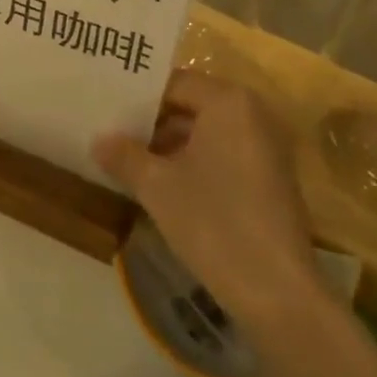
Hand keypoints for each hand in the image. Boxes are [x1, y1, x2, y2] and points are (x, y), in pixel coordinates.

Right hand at [95, 71, 325, 326]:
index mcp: (228, 101)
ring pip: (205, 133)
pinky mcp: (270, 178)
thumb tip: (98, 140)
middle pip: (190, 105)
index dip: (136, 99)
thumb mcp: (157, 186)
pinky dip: (193, 163)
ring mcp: (266, 147)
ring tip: (128, 161)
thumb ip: (124, 155)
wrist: (278, 293)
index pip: (172, 84)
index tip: (104, 112)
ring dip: (169, 146)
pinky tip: (162, 185)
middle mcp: (253, 113)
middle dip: (151, 122)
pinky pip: (223, 155)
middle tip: (110, 135)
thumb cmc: (214, 222)